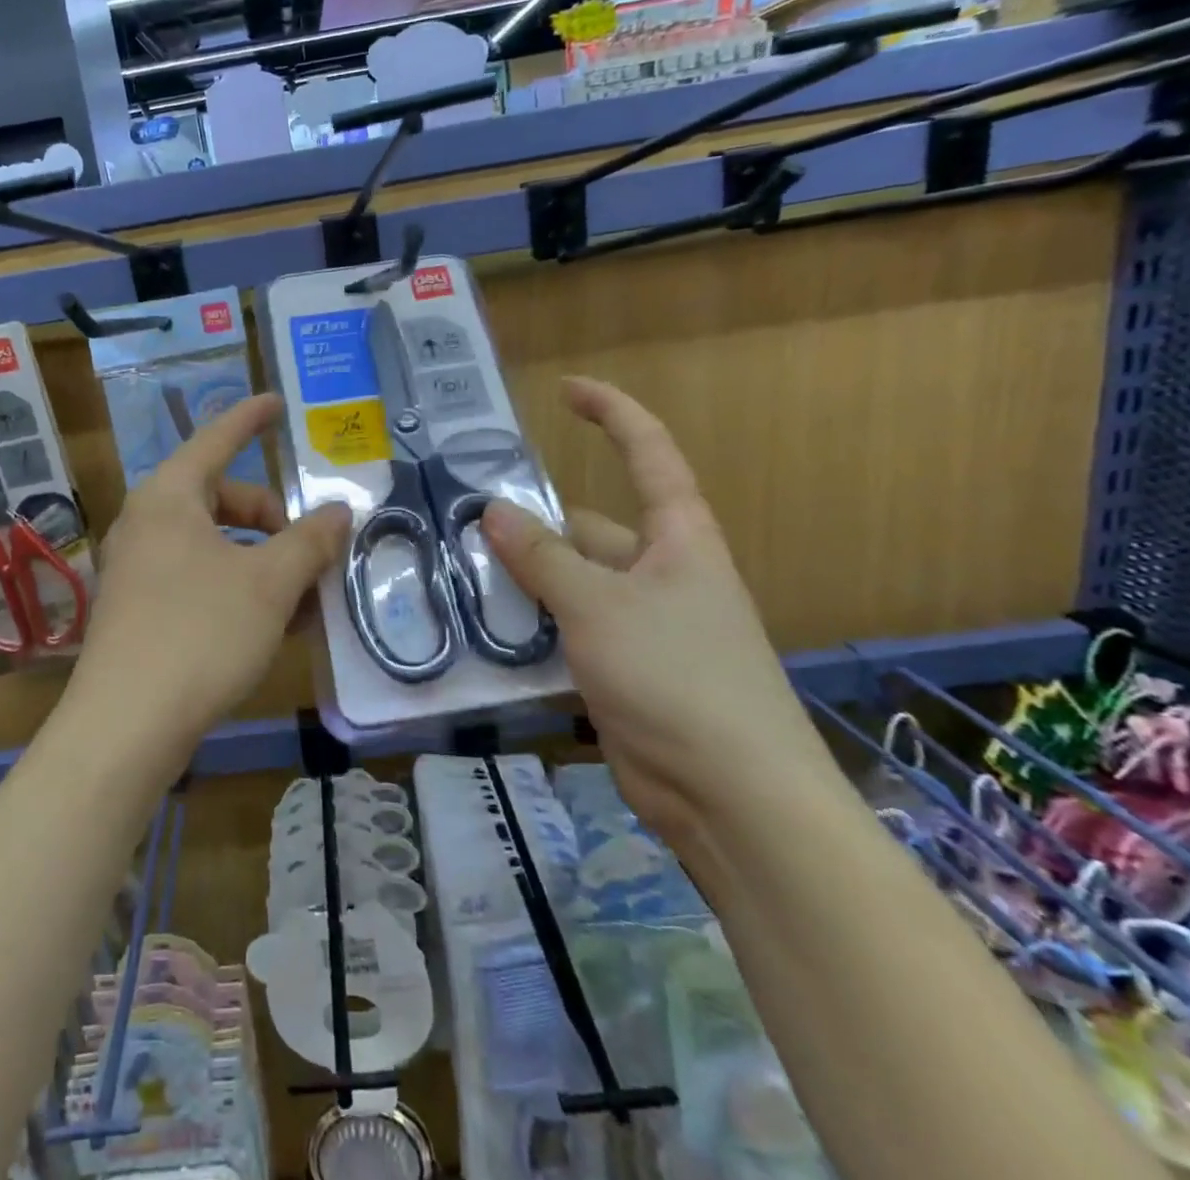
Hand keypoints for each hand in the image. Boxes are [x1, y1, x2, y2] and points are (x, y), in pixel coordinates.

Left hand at [76, 394, 350, 746]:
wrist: (125, 726)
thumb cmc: (200, 633)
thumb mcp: (269, 584)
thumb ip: (309, 541)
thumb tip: (338, 512)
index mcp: (169, 498)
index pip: (216, 440)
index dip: (250, 419)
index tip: (277, 403)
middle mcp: (147, 524)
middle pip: (222, 499)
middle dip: (273, 520)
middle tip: (313, 552)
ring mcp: (138, 569)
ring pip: (215, 546)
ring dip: (263, 563)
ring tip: (304, 600)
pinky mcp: (138, 611)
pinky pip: (199, 580)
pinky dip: (238, 589)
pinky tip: (272, 627)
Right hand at [481, 378, 838, 843]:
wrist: (732, 798)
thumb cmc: (677, 677)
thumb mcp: (600, 607)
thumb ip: (543, 559)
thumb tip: (493, 511)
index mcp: (678, 540)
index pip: (649, 456)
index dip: (612, 414)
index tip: (566, 390)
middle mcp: (661, 574)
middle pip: (589, 530)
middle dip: (532, 527)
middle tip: (463, 525)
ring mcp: (641, 626)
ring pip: (570, 586)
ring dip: (524, 584)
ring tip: (458, 578)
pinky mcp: (622, 673)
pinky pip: (567, 635)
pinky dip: (531, 633)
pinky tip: (484, 637)